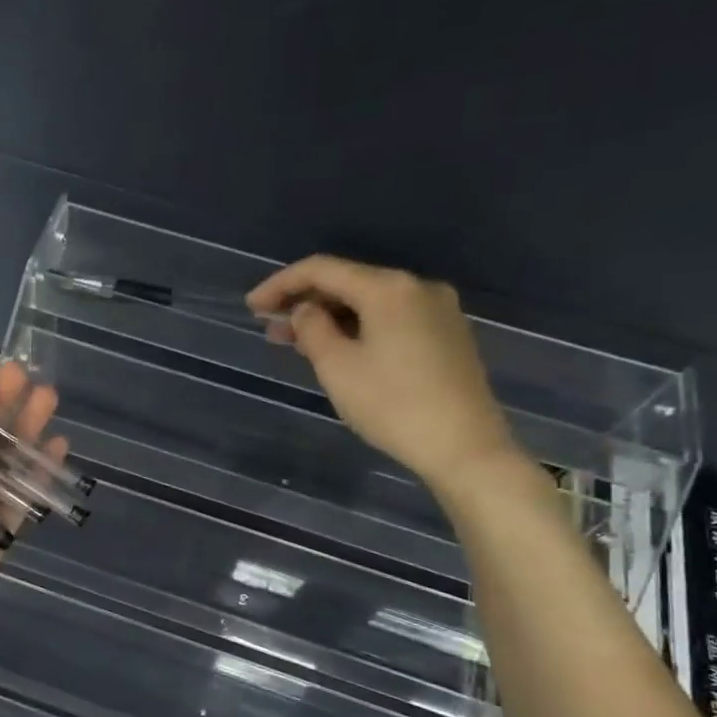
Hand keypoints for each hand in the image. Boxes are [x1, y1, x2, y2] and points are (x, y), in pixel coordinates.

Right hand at [246, 256, 520, 493]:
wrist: (464, 446)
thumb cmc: (392, 405)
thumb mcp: (337, 367)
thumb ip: (312, 329)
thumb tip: (306, 311)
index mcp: (388, 288)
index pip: (322, 269)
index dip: (281, 284)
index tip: (252, 307)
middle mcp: (417, 287)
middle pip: (349, 282)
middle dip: (305, 302)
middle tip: (270, 327)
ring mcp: (438, 311)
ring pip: (370, 303)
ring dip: (330, 318)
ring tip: (295, 342)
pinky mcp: (447, 335)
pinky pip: (391, 319)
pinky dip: (358, 328)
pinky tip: (338, 349)